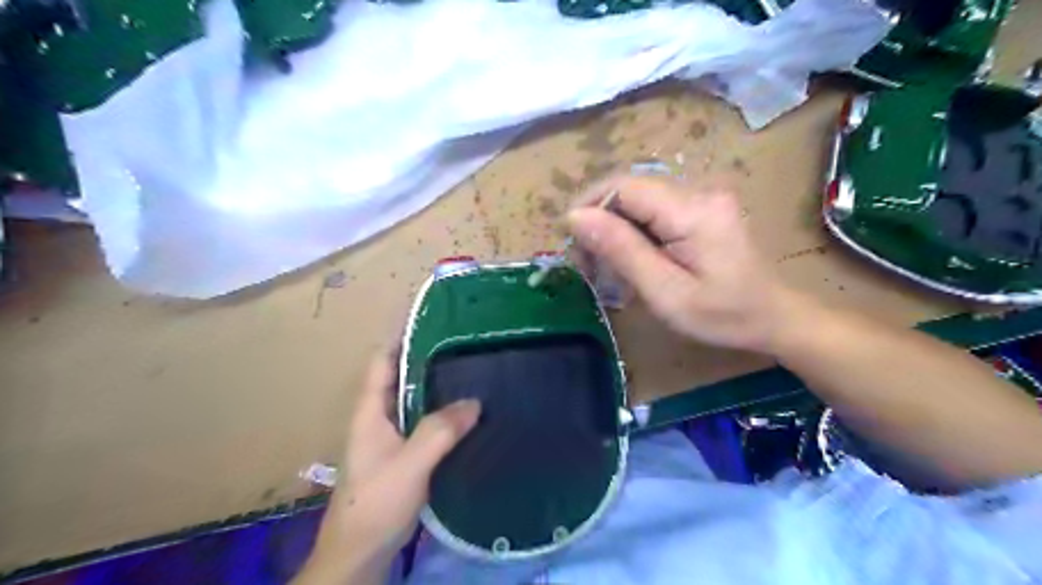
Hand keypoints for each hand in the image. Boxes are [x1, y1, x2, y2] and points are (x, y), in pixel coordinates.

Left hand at [297, 352, 478, 584]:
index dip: (401, 335)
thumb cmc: (375, 503)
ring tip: (469, 367)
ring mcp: (390, 436)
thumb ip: (440, 430)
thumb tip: (475, 401)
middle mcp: (378, 417)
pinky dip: (441, 409)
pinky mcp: (403, 454)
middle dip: (426, 355)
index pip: (382, 360)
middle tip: (462, 340)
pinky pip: (424, 420)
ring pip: (414, 398)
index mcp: (370, 410)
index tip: (430, 316)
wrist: (359, 553)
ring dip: (436, 383)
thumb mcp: (410, 464)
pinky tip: (465, 411)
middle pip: (401, 375)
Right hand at [568, 176, 803, 354]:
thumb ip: (622, 250)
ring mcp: (703, 197)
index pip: (624, 186)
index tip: (572, 244)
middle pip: (630, 190)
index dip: (590, 206)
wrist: (775, 318)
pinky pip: (655, 210)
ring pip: (639, 200)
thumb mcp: (665, 292)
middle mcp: (699, 191)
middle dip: (599, 220)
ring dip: (614, 227)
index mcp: (692, 210)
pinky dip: (634, 231)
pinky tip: (632, 258)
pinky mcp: (703, 208)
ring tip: (605, 264)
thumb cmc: (723, 316)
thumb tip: (576, 216)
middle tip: (586, 261)